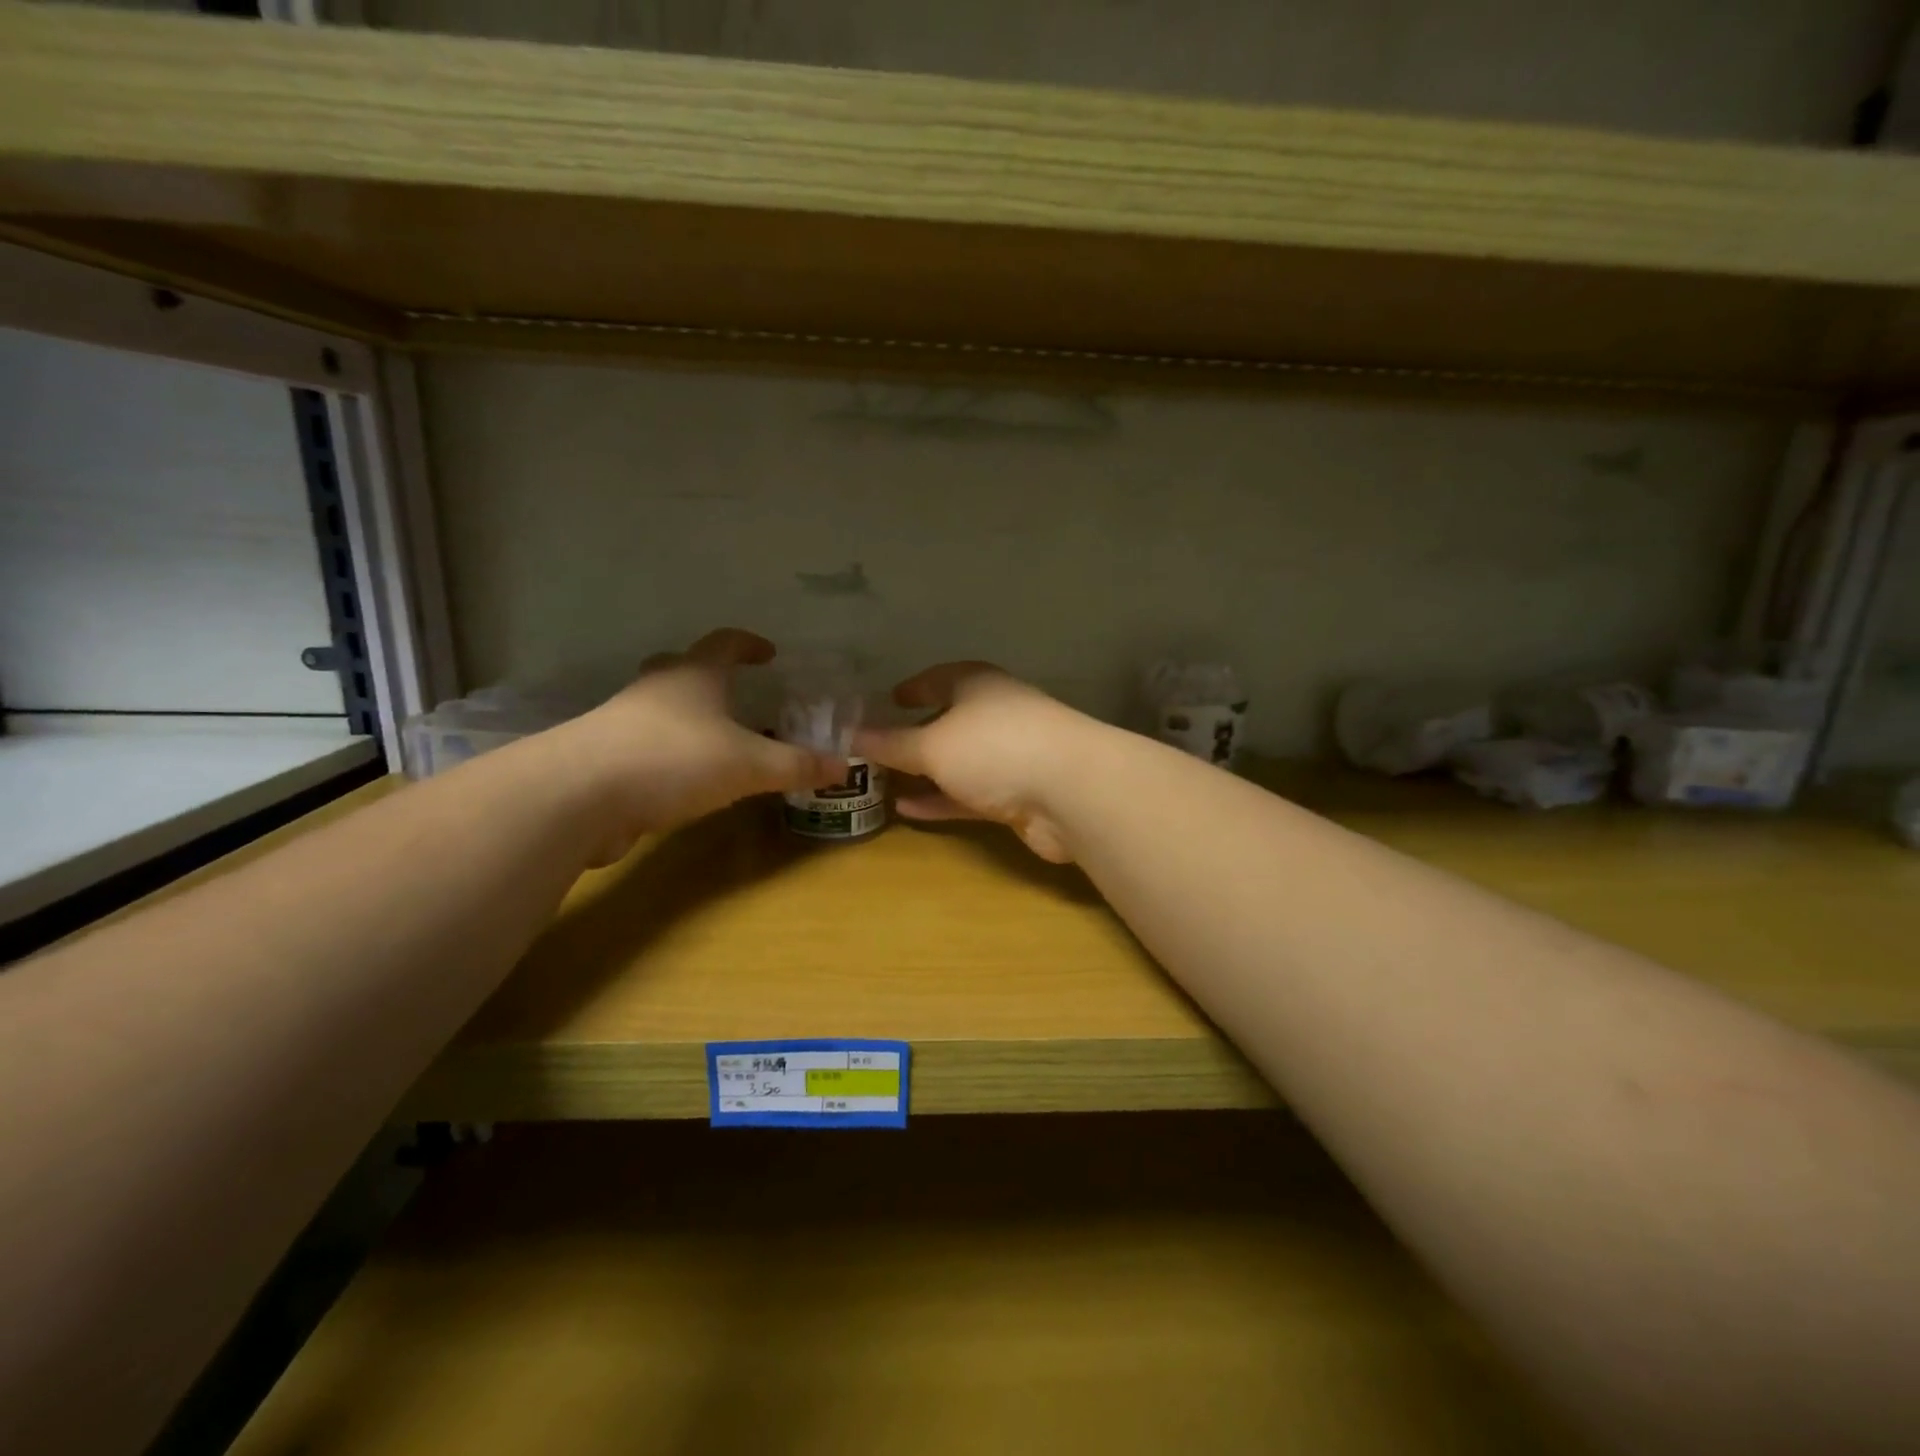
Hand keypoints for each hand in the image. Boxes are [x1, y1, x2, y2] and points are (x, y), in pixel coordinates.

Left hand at [557, 629, 844, 860]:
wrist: (579, 796)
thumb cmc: (674, 760)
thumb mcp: (749, 764)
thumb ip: (796, 765)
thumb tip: (845, 765)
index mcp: (693, 677)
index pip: (724, 643)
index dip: (748, 644)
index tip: (769, 652)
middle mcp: (655, 691)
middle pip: (681, 670)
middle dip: (709, 677)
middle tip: (735, 693)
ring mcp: (622, 723)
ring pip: (660, 710)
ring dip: (688, 719)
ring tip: (717, 743)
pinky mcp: (604, 760)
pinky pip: (646, 747)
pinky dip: (669, 755)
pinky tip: (685, 782)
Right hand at [854, 663, 1104, 863]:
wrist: (1070, 791)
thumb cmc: (995, 747)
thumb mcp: (933, 744)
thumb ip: (893, 743)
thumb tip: (852, 735)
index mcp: (977, 686)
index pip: (939, 678)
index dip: (913, 687)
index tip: (889, 698)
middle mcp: (995, 715)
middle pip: (948, 721)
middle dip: (915, 734)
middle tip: (877, 747)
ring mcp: (1009, 756)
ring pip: (958, 762)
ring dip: (925, 772)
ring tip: (883, 782)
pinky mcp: (1017, 795)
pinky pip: (968, 795)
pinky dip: (940, 800)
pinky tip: (906, 810)